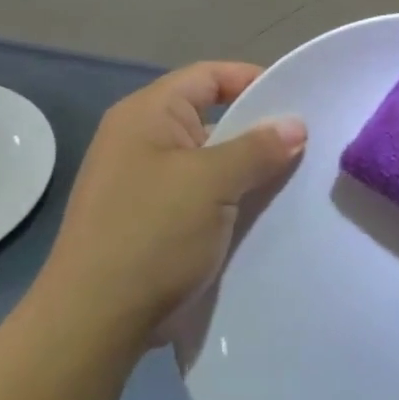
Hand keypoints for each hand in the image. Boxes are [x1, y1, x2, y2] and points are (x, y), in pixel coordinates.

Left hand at [31, 63, 305, 340]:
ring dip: (246, 169)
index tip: (297, 102)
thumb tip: (295, 125)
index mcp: (147, 114)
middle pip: (210, 117)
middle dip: (257, 131)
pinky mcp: (149, 219)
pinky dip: (229, 199)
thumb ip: (258, 148)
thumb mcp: (212, 182)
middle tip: (305, 144)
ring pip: (208, 160)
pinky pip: (199, 194)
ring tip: (292, 179)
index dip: (253, 80)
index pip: (208, 77)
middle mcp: (140, 139)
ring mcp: (142, 182)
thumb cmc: (152, 235)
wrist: (94, 322)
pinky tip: (261, 213)